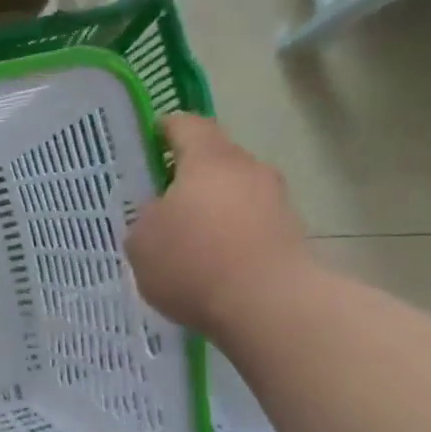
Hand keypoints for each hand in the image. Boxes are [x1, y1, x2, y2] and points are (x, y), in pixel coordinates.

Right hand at [128, 115, 311, 336]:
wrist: (270, 306)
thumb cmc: (194, 262)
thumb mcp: (141, 241)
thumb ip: (145, 219)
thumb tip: (160, 213)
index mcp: (208, 160)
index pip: (186, 125)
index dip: (165, 129)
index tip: (147, 140)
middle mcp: (247, 169)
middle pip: (214, 159)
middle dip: (187, 175)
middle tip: (158, 200)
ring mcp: (275, 201)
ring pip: (233, 192)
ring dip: (210, 208)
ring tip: (183, 238)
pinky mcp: (290, 234)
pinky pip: (248, 223)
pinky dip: (228, 234)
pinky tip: (209, 262)